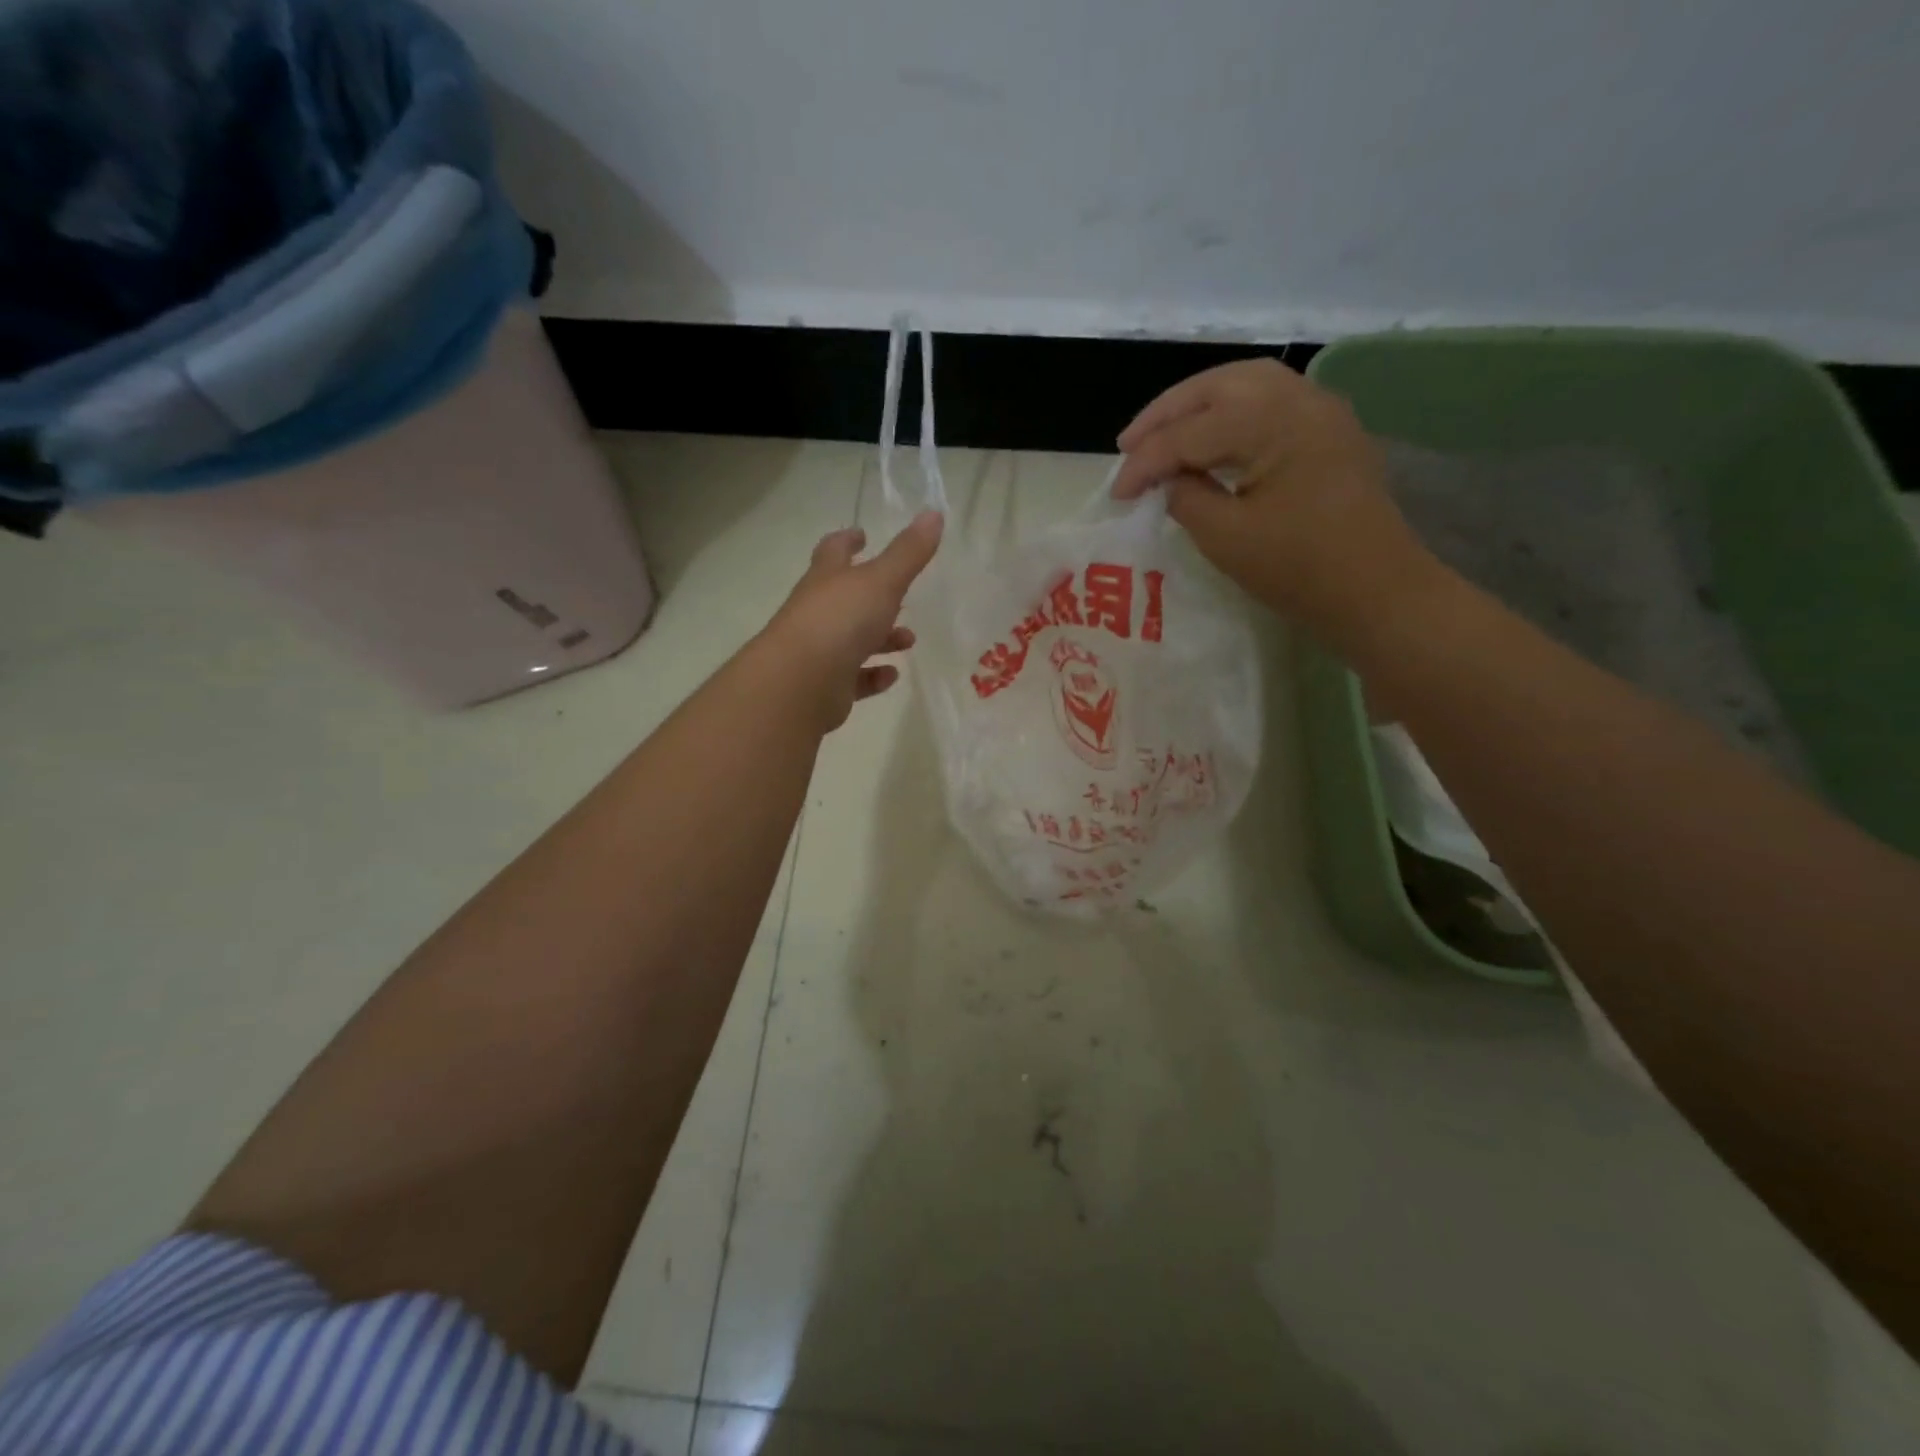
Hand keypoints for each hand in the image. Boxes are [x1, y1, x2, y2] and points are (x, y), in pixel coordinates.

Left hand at [760, 510, 943, 730]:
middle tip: (901, 596)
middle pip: (845, 597)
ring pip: (852, 639)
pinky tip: (891, 675)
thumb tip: (934, 513)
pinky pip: (853, 678)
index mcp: (827, 579)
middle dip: (873, 595)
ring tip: (908, 640)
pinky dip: (872, 675)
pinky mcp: (826, 686)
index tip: (861, 535)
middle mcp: (818, 611)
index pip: (834, 552)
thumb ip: (908, 552)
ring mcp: (819, 650)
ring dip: (880, 638)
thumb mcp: (881, 581)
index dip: (848, 541)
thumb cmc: (840, 620)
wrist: (801, 682)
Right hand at [1111, 358, 1440, 644]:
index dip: (1146, 463)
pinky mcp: (1329, 432)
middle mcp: (1300, 398)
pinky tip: (1210, 439)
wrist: (1377, 593)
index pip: (1190, 433)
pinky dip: (1230, 413)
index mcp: (1273, 421)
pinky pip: (1270, 402)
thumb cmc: (1299, 569)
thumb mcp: (1226, 538)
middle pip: (1218, 385)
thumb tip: (1169, 479)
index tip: (1116, 495)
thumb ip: (1186, 498)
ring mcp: (1321, 411)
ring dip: (1197, 405)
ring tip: (1162, 435)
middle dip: (1166, 413)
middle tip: (1128, 445)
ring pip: (1245, 385)